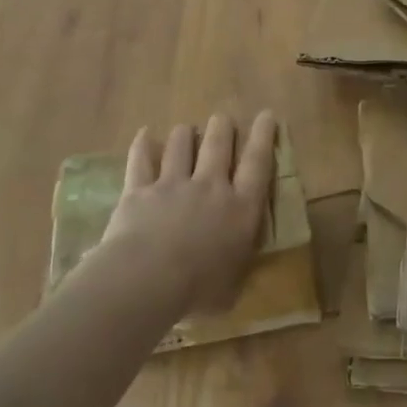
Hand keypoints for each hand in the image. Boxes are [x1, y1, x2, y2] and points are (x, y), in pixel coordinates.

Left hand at [97, 111, 277, 313]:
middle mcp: (211, 187)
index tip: (267, 115)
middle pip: (219, 144)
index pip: (258, 163)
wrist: (146, 281)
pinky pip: (141, 160)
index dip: (264, 136)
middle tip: (223, 119)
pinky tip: (144, 134)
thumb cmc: (198, 291)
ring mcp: (173, 184)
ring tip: (186, 129)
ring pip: (181, 145)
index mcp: (240, 208)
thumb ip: (237, 268)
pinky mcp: (140, 190)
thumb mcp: (232, 287)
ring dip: (186, 134)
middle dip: (223, 127)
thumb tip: (241, 266)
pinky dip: (142, 145)